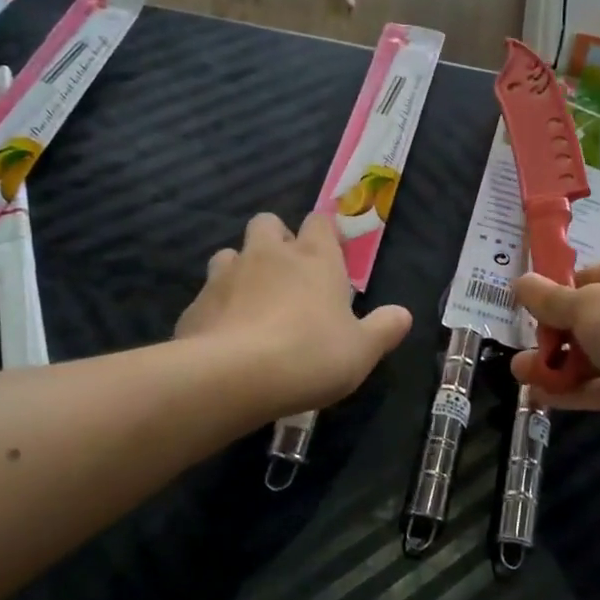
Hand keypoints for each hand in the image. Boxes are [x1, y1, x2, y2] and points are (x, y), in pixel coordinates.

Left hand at [176, 212, 411, 419]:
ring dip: (242, 269)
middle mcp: (269, 255)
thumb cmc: (311, 356)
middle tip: (288, 274)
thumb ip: (384, 329)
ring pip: (230, 253)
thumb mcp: (362, 351)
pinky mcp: (196, 303)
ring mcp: (227, 275)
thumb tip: (403, 314)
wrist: (234, 377)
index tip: (330, 255)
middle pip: (268, 223)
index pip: (319, 222)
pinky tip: (226, 334)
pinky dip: (218, 306)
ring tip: (252, 302)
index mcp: (315, 258)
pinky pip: (208, 293)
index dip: (324, 233)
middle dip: (276, 240)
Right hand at [511, 251, 599, 455]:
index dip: (570, 287)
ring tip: (521, 374)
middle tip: (527, 345)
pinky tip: (543, 398)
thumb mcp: (587, 306)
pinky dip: (580, 391)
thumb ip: (551, 299)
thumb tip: (520, 282)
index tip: (540, 304)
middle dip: (559, 334)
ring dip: (563, 365)